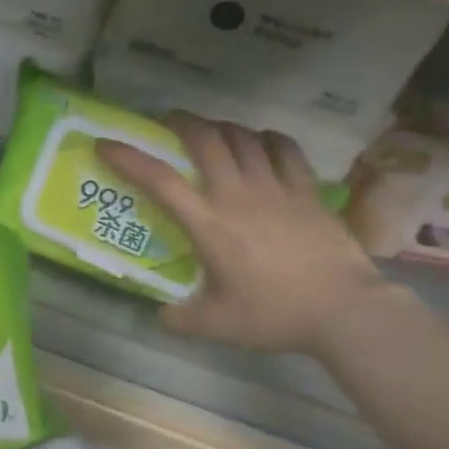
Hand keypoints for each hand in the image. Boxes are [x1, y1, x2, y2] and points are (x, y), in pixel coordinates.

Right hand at [98, 115, 387, 356]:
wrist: (343, 310)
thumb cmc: (273, 315)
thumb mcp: (214, 325)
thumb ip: (179, 317)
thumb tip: (160, 313)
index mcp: (208, 224)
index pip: (159, 181)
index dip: (128, 158)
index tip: (105, 143)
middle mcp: (237, 194)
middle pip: (205, 139)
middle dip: (181, 123)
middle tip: (168, 124)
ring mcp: (275, 187)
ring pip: (243, 137)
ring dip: (221, 128)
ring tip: (212, 133)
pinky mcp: (307, 189)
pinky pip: (284, 148)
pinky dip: (266, 139)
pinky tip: (262, 143)